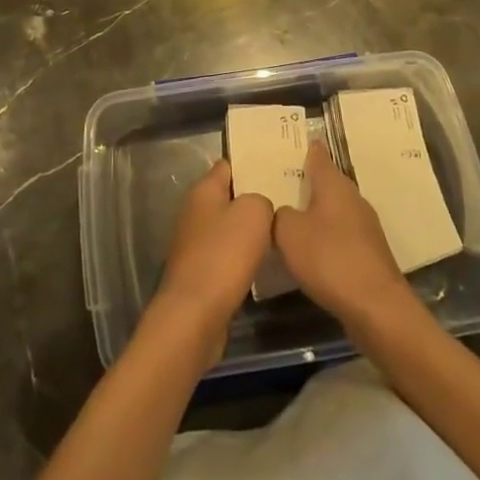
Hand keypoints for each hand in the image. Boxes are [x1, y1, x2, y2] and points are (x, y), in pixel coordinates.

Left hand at [153, 159, 273, 355]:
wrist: (195, 314)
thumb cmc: (224, 254)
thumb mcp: (254, 213)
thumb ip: (261, 200)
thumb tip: (259, 208)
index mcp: (203, 190)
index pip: (228, 165)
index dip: (251, 164)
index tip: (277, 169)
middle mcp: (194, 212)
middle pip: (228, 197)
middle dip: (253, 199)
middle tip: (285, 202)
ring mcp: (194, 243)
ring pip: (228, 228)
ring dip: (248, 232)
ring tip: (279, 232)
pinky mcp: (199, 273)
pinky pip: (226, 256)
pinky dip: (242, 258)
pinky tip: (262, 264)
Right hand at [274, 143, 419, 338]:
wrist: (377, 308)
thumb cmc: (329, 259)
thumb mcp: (288, 233)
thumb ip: (277, 215)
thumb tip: (282, 212)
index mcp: (334, 184)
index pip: (318, 155)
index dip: (306, 148)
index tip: (292, 143)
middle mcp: (353, 198)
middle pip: (327, 183)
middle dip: (307, 183)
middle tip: (281, 184)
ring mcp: (365, 226)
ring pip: (335, 210)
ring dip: (317, 212)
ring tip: (291, 218)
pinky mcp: (370, 254)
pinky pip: (341, 235)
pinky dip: (327, 237)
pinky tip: (313, 252)